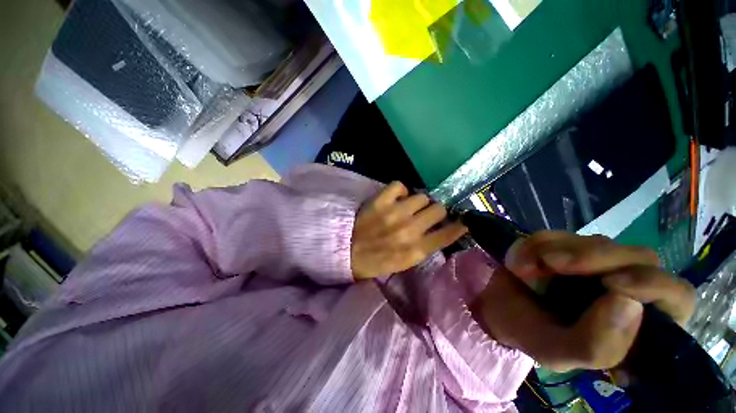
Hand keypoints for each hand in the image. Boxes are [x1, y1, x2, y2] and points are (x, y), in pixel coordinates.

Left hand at [351, 182, 467, 279]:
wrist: (346, 251)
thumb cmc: (376, 260)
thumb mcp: (404, 263)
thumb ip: (424, 247)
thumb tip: (440, 231)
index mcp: (416, 250)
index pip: (449, 233)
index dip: (458, 225)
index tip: (461, 220)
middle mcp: (410, 230)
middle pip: (439, 209)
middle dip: (435, 211)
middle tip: (426, 214)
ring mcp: (395, 213)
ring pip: (422, 196)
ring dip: (417, 202)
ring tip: (408, 206)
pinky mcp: (380, 201)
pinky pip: (400, 185)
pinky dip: (399, 190)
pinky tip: (395, 198)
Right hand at [473, 232, 695, 371]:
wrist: (496, 306)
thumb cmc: (531, 334)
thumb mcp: (558, 352)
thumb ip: (595, 344)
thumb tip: (630, 303)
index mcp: (638, 326)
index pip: (676, 297)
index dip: (654, 285)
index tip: (611, 284)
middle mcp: (626, 289)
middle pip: (638, 257)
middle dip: (593, 257)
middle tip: (550, 263)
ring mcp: (598, 264)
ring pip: (596, 242)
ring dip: (553, 250)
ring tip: (522, 270)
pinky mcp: (568, 245)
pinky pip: (558, 235)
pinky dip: (534, 245)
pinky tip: (519, 263)